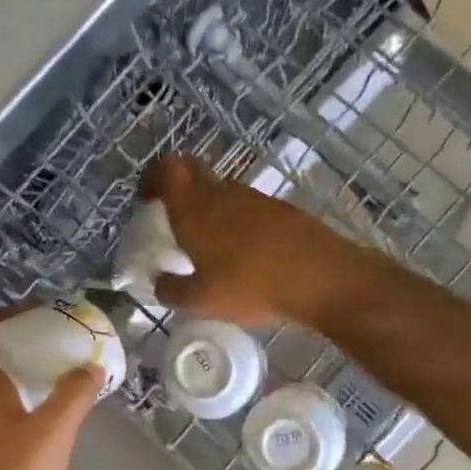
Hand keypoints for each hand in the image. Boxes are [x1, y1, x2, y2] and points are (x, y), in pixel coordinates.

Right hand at [140, 155, 373, 327]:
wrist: (321, 278)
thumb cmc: (251, 286)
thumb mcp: (202, 301)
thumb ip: (172, 291)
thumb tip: (160, 283)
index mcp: (194, 208)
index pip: (166, 168)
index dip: (153, 177)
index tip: (148, 199)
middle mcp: (221, 193)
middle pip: (193, 170)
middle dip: (179, 186)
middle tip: (174, 217)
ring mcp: (254, 197)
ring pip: (221, 189)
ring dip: (210, 205)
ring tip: (210, 242)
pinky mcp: (280, 208)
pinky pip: (247, 206)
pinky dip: (237, 219)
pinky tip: (245, 251)